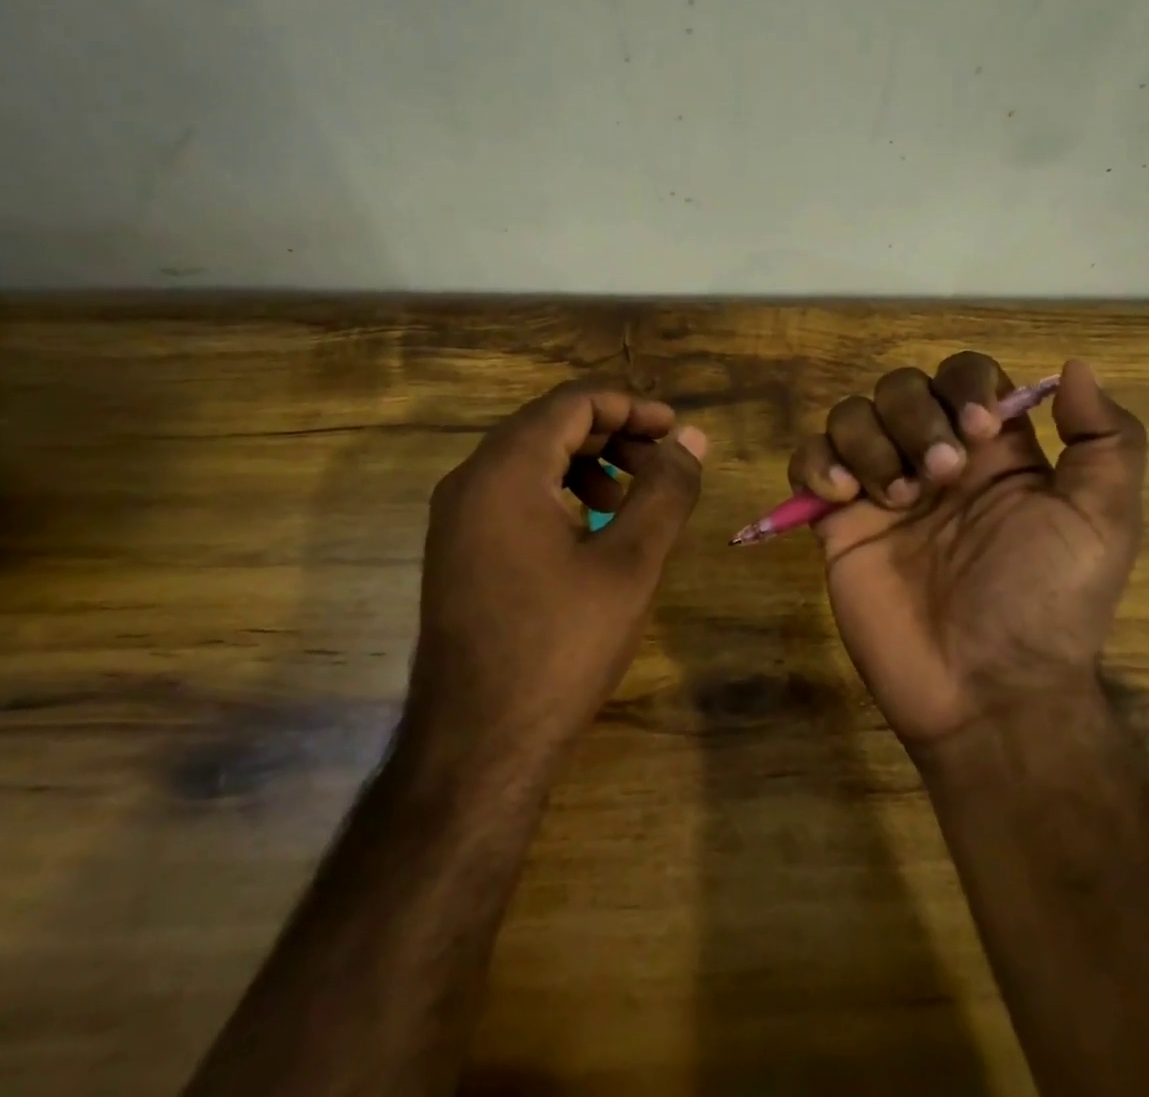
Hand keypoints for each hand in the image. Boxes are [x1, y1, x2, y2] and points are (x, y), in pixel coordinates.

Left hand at [409, 382, 706, 759]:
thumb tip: (693, 437)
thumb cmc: (560, 646)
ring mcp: (455, 517)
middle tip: (661, 462)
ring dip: (585, 463)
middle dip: (611, 433)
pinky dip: (556, 492)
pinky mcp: (456, 549)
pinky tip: (588, 530)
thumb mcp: (630, 562)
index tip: (675, 430)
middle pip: (548, 425)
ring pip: (528, 459)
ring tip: (627, 498)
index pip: (573, 403)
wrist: (477, 745)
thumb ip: (665, 490)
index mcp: (506, 470)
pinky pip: (510, 494)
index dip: (631, 406)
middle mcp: (470, 480)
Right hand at [788, 356, 1145, 746]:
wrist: (984, 690)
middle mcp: (934, 458)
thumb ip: (1105, 439)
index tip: (978, 431)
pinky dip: (816, 463)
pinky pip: (808, 460)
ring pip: (851, 415)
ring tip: (893, 499)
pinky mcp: (837, 521)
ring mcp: (880, 487)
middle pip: (902, 387)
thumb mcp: (1103, 523)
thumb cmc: (1046, 604)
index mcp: (995, 451)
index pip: (965, 376)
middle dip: (915, 418)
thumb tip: (1075, 367)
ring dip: (869, 442)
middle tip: (936, 479)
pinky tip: (841, 498)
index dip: (964, 386)